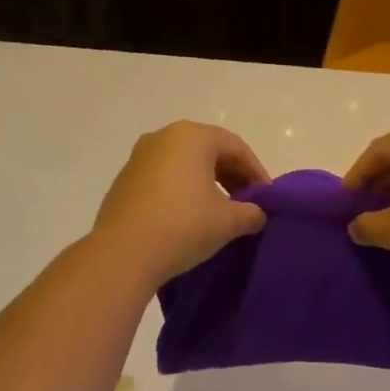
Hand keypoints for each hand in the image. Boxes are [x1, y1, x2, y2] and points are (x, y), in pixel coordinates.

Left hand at [92, 122, 270, 287]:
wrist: (122, 254)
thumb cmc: (182, 226)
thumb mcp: (228, 222)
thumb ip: (251, 213)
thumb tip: (257, 214)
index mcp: (192, 136)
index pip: (236, 148)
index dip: (256, 173)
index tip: (267, 200)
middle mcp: (163, 137)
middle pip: (209, 151)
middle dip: (232, 177)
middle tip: (247, 205)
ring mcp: (139, 157)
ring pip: (184, 165)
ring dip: (207, 184)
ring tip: (220, 213)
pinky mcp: (124, 180)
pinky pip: (163, 178)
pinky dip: (182, 191)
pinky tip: (188, 218)